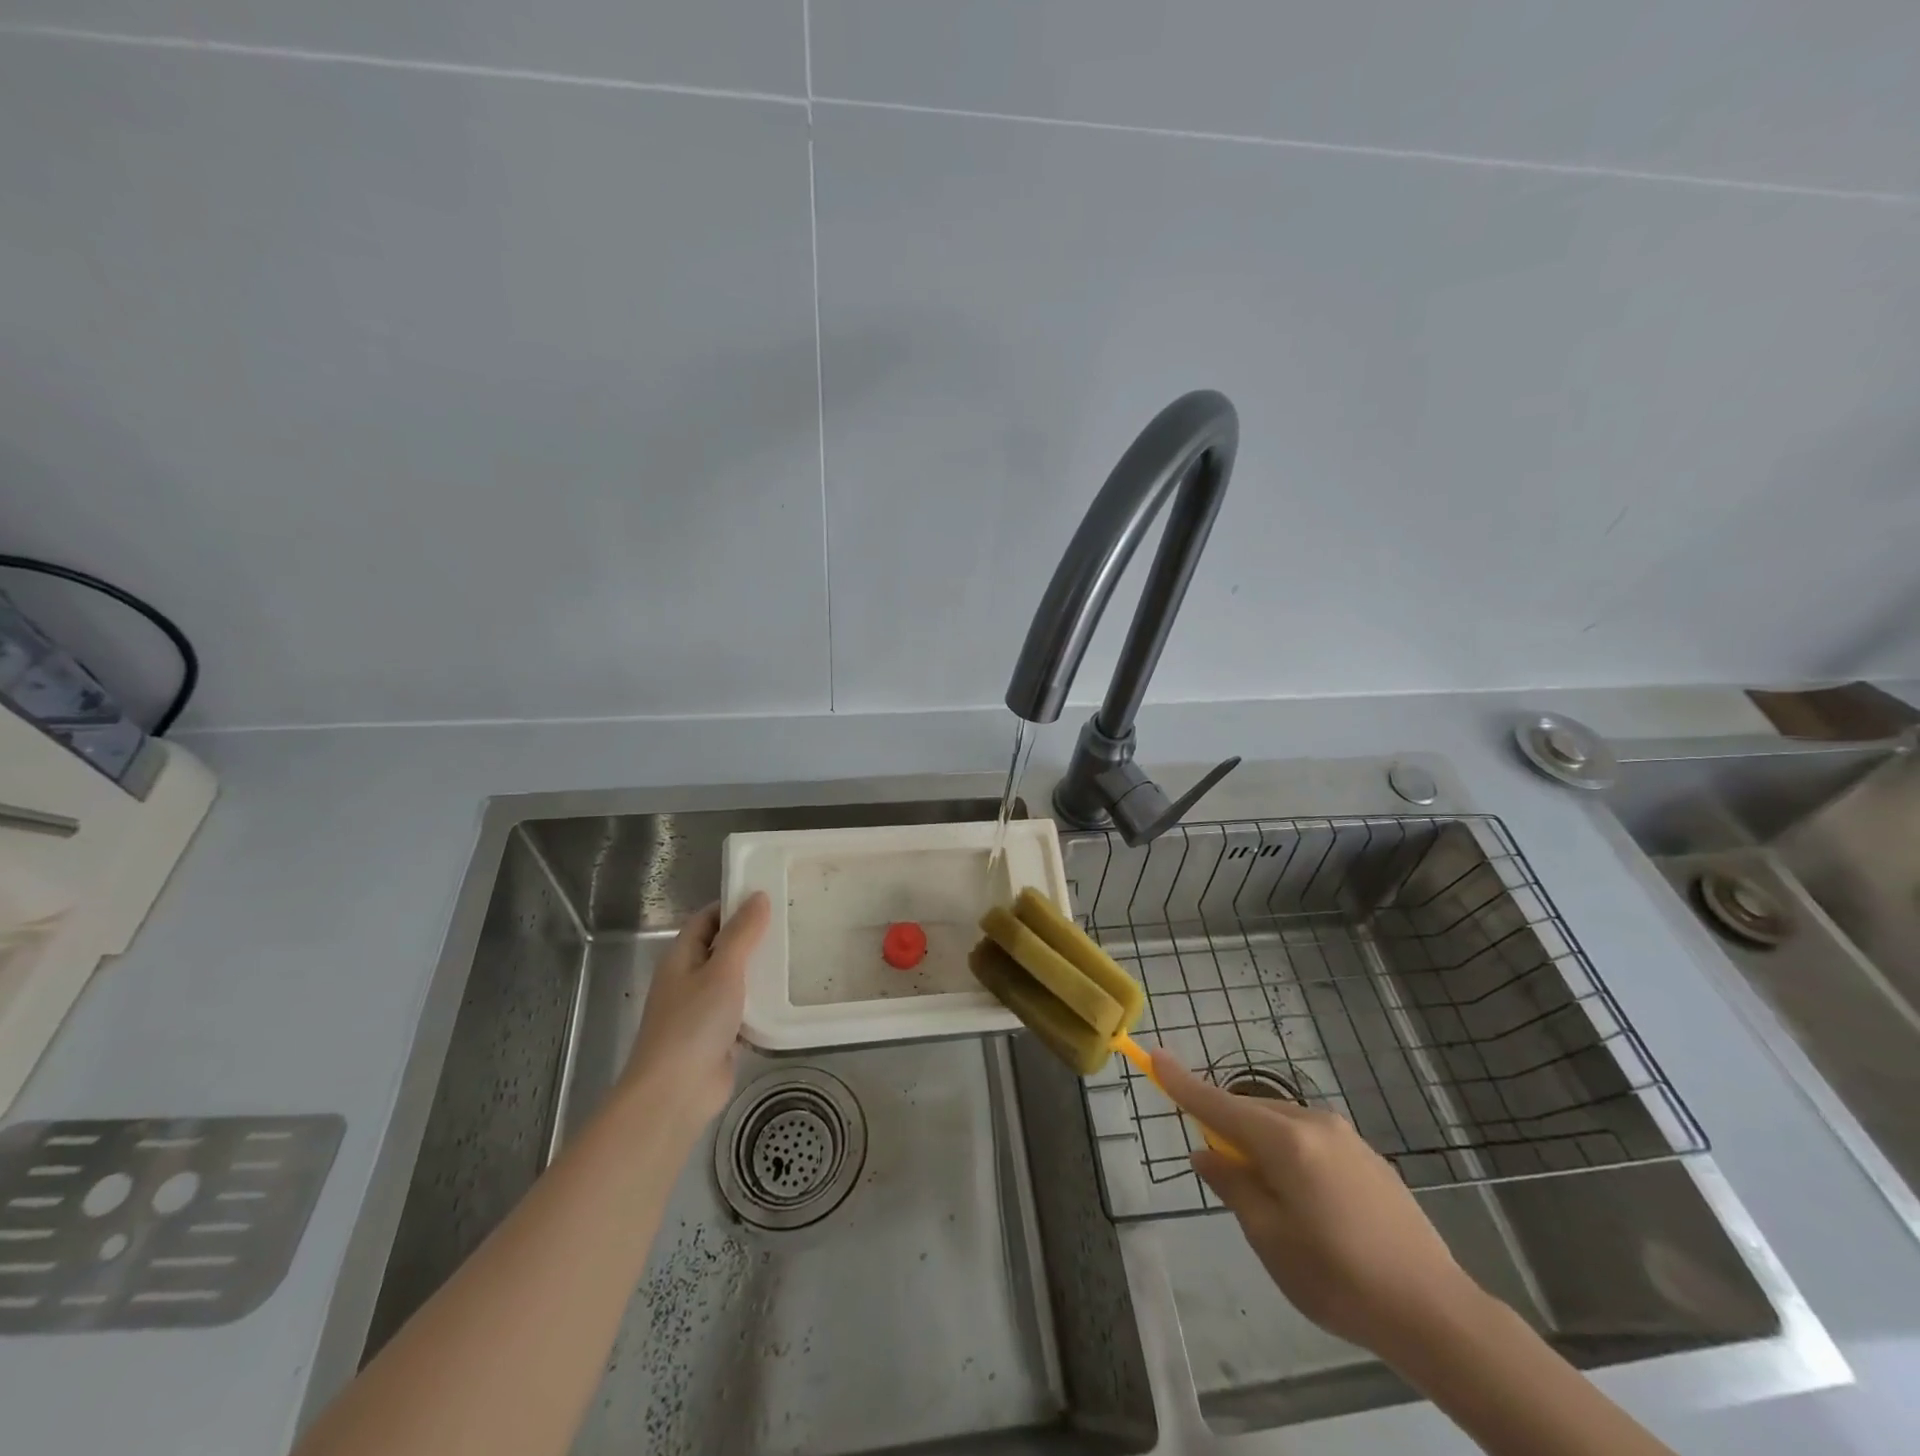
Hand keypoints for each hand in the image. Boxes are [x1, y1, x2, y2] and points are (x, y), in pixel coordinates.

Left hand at [622, 894, 770, 1132]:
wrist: (675, 1094)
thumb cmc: (694, 1023)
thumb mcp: (723, 970)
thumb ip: (742, 934)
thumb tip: (758, 896)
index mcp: (681, 957)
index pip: (707, 918)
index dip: (734, 906)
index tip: (769, 898)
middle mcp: (688, 979)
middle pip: (722, 947)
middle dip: (752, 937)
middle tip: (791, 924)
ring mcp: (702, 1010)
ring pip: (734, 980)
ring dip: (759, 971)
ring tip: (796, 955)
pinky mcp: (718, 1037)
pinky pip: (742, 1010)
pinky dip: (760, 1003)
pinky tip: (787, 997)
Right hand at [1151, 1050, 1481, 1359]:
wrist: (1436, 1312)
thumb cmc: (1339, 1278)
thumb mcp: (1270, 1238)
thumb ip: (1233, 1186)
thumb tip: (1206, 1154)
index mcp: (1284, 1140)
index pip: (1218, 1104)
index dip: (1182, 1083)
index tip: (1154, 1055)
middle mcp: (1314, 1123)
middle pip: (1251, 1112)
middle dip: (1228, 1132)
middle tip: (1225, 1177)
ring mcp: (1346, 1137)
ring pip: (1282, 1125)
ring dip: (1262, 1146)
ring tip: (1273, 1202)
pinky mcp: (1369, 1157)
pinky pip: (1311, 1141)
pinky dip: (1292, 1155)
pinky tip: (1312, 1205)